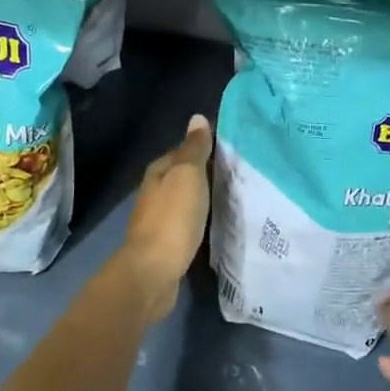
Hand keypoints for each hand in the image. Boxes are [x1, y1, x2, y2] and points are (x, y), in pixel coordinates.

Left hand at [114, 114, 212, 321]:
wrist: (152, 273)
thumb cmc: (172, 219)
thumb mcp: (187, 176)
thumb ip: (194, 149)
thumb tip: (197, 117)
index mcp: (158, 172)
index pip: (182, 151)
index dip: (204, 148)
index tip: (231, 151)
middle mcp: (154, 192)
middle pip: (182, 176)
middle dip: (205, 174)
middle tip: (237, 175)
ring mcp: (157, 220)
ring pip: (183, 200)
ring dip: (202, 198)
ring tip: (231, 198)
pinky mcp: (164, 244)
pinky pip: (186, 224)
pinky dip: (199, 220)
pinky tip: (214, 224)